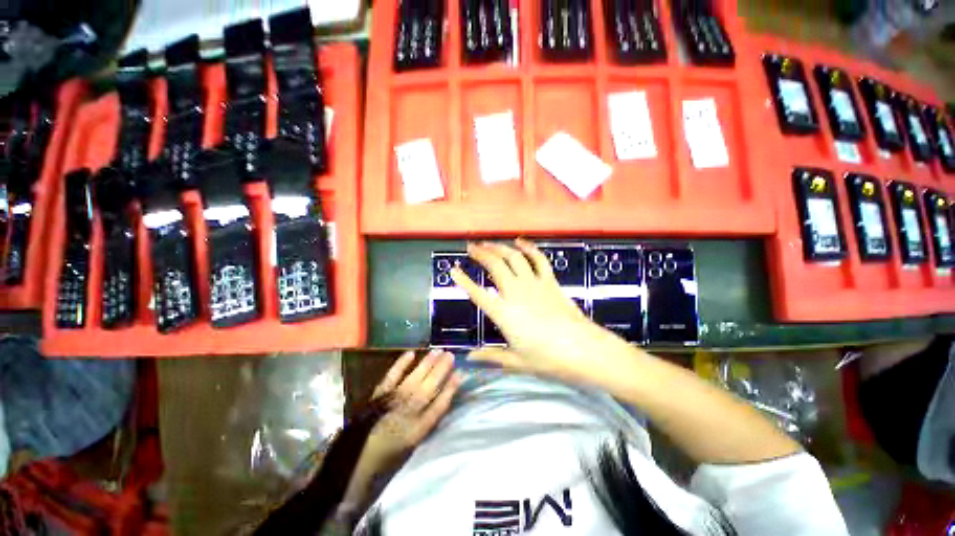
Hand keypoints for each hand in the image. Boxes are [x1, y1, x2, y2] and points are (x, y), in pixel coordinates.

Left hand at [363, 350, 461, 465]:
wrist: (351, 466)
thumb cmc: (385, 460)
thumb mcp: (412, 446)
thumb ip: (426, 423)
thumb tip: (438, 402)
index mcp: (418, 429)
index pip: (440, 405)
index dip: (451, 388)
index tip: (460, 374)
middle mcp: (408, 412)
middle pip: (429, 386)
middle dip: (442, 370)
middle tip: (450, 355)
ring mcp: (393, 401)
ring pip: (415, 378)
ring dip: (427, 364)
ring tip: (438, 351)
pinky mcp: (378, 395)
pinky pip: (392, 376)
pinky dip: (401, 364)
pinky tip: (411, 354)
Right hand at [450, 239, 625, 383]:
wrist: (583, 350)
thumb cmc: (548, 359)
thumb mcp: (516, 361)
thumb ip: (491, 357)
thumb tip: (470, 358)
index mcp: (503, 313)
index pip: (477, 293)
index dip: (463, 281)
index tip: (453, 270)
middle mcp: (515, 292)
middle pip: (495, 266)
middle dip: (480, 254)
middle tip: (470, 247)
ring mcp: (534, 284)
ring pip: (513, 258)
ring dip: (499, 247)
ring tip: (488, 243)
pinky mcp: (550, 281)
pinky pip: (538, 259)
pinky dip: (528, 247)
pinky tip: (519, 240)